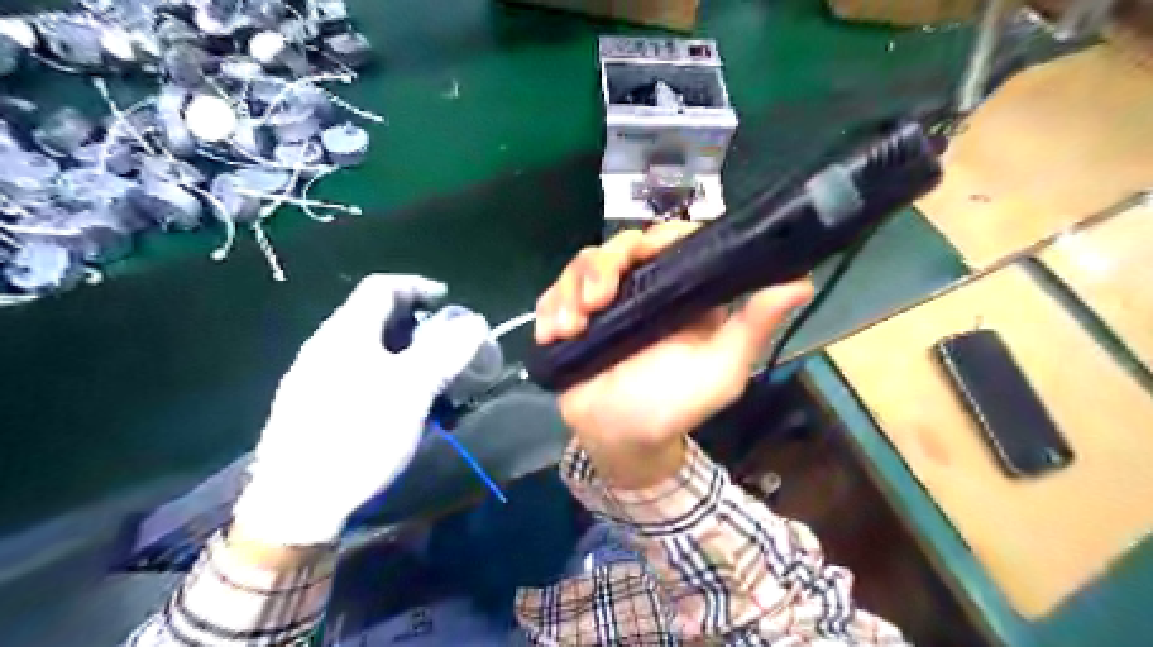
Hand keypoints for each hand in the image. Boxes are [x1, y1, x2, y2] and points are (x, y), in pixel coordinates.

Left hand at [231, 273, 486, 545]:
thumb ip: (445, 351)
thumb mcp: (412, 390)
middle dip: (415, 322)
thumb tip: (475, 322)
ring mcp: (312, 377)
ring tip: (428, 373)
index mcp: (346, 333)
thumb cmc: (359, 435)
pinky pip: (355, 373)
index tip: (447, 300)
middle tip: (444, 341)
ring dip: (402, 350)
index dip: (417, 285)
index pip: (381, 287)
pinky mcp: (310, 406)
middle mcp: (324, 346)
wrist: (296, 502)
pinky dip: (385, 373)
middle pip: (373, 317)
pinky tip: (397, 402)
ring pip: (366, 347)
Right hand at [538, 225, 813, 488]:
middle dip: (601, 268)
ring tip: (570, 328)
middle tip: (595, 303)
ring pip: (582, 265)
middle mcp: (642, 288)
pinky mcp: (571, 317)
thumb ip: (753, 326)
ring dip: (570, 291)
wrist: (621, 442)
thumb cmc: (673, 407)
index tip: (643, 257)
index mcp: (681, 292)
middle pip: (619, 246)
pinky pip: (552, 295)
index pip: (671, 242)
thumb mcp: (720, 370)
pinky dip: (548, 309)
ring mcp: (604, 302)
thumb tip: (800, 279)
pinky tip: (551, 335)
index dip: (658, 238)